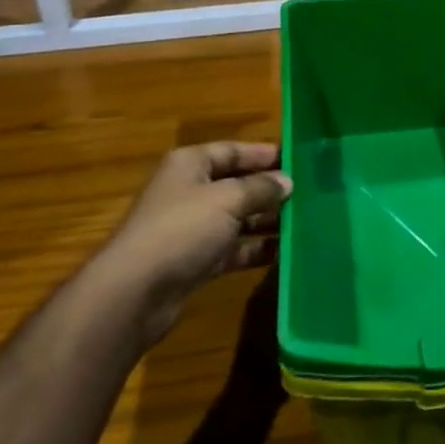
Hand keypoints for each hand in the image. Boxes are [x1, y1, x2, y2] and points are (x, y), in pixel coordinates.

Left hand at [105, 142, 291, 344]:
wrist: (135, 293)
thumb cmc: (181, 230)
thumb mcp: (227, 200)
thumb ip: (260, 188)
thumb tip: (287, 181)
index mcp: (190, 165)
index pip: (232, 150)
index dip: (263, 153)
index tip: (297, 158)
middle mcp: (189, 191)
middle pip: (236, 184)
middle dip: (269, 189)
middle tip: (309, 193)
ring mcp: (191, 228)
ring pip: (237, 218)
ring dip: (266, 221)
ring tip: (304, 222)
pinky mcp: (195, 261)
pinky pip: (232, 249)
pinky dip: (255, 249)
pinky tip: (284, 253)